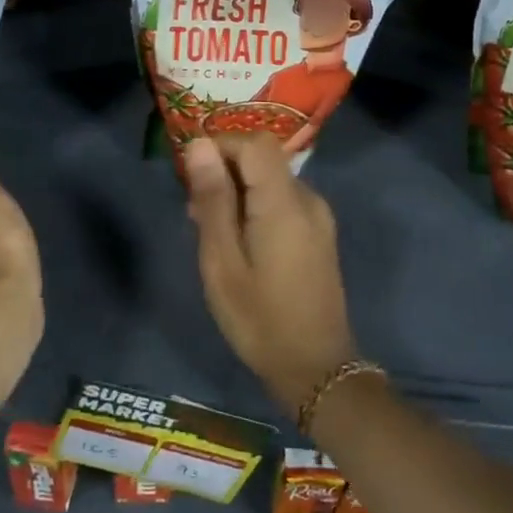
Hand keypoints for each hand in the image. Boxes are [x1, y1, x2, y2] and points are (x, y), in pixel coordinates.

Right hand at [184, 136, 358, 417]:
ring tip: (210, 230)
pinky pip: (283, 200)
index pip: (255, 143)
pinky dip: (256, 206)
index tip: (192, 174)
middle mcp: (308, 199)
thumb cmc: (260, 319)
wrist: (317, 370)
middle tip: (195, 211)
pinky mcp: (319, 233)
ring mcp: (318, 216)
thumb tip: (200, 145)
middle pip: (264, 159)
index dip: (222, 146)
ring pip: (271, 180)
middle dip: (225, 171)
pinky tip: (237, 242)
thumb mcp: (222, 262)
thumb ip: (213, 200)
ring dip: (238, 191)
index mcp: (285, 202)